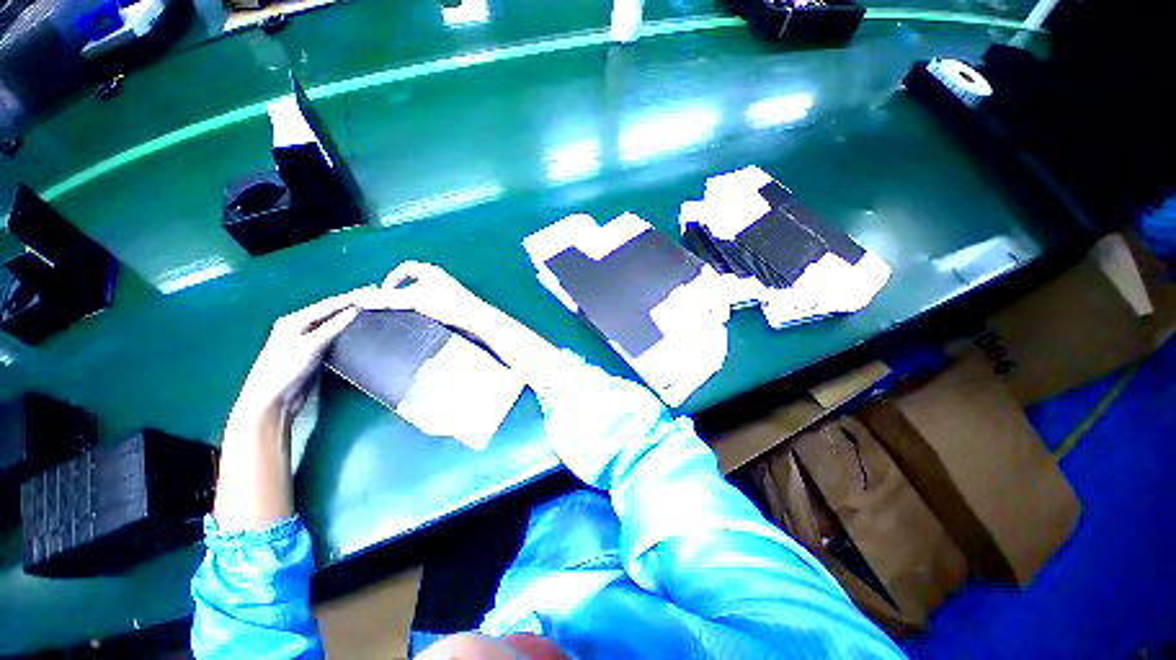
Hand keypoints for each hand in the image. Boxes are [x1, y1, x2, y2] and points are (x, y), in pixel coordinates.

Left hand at [229, 289, 367, 429]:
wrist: (273, 400)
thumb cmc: (286, 368)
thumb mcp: (310, 345)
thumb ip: (333, 327)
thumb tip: (356, 310)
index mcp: (296, 320)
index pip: (328, 305)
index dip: (350, 298)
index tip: (371, 290)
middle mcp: (301, 328)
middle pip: (331, 313)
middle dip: (352, 306)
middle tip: (375, 300)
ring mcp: (308, 342)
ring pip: (334, 326)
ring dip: (351, 320)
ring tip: (372, 314)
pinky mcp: (316, 355)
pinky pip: (335, 339)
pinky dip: (348, 334)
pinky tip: (360, 333)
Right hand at [363, 261, 488, 329]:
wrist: (477, 321)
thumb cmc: (449, 306)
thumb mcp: (414, 300)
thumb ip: (387, 299)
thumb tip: (358, 297)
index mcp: (430, 272)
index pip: (405, 268)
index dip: (391, 279)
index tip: (385, 295)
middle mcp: (439, 279)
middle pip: (412, 283)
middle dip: (400, 294)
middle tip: (393, 308)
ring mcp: (447, 293)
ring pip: (422, 296)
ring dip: (412, 305)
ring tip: (407, 316)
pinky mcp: (452, 306)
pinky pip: (431, 306)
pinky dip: (423, 312)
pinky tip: (423, 322)